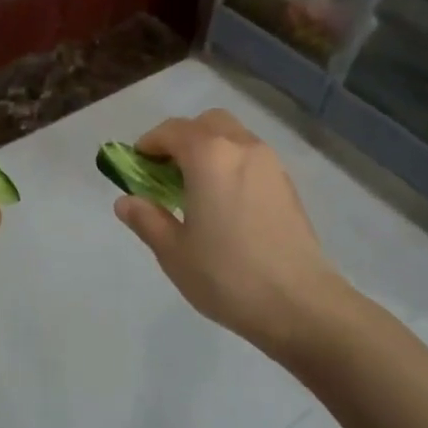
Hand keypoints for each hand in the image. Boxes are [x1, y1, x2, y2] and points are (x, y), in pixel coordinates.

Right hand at [114, 109, 345, 359]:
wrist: (300, 304)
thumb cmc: (227, 275)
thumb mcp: (173, 252)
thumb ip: (146, 219)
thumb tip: (126, 202)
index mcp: (209, 156)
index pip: (172, 131)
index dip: (149, 144)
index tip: (136, 166)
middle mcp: (242, 147)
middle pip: (207, 123)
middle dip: (183, 138)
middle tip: (167, 173)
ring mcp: (271, 164)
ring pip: (234, 137)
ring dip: (210, 150)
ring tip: (196, 190)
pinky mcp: (288, 186)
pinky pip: (252, 159)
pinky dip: (232, 165)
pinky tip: (225, 204)